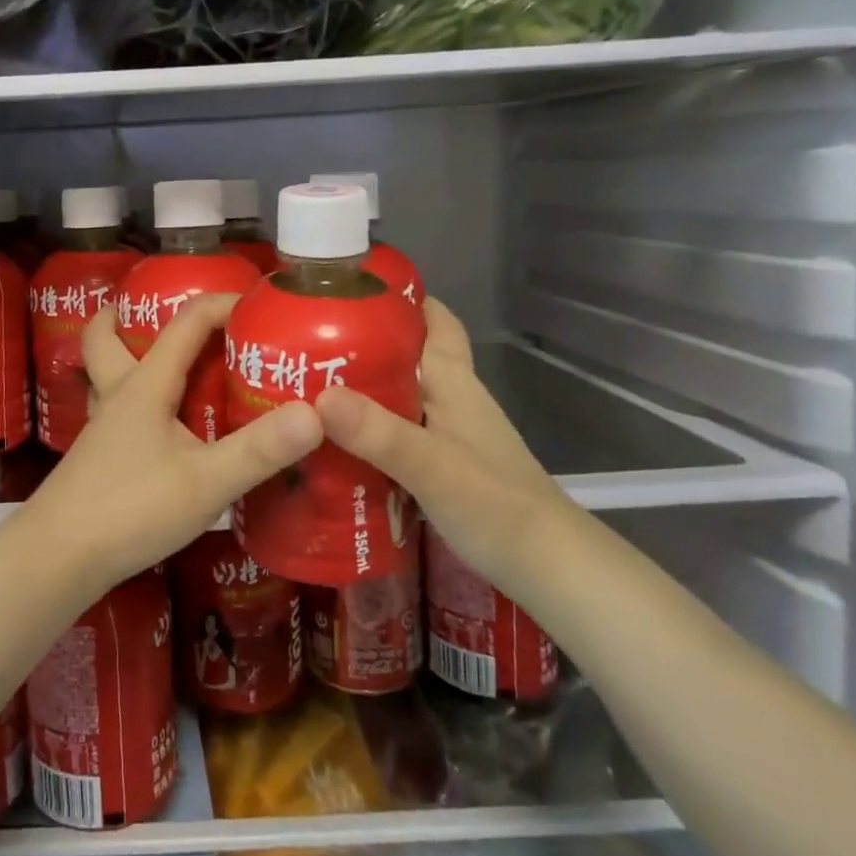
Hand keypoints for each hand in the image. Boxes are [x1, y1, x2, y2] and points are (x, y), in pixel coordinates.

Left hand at [23, 295, 322, 595]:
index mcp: (145, 385)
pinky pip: (117, 409)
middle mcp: (118, 395)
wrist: (57, 558)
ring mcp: (103, 427)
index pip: (186, 323)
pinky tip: (162, 426)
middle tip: (178, 319)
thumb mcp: (206, 482)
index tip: (260, 305)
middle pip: (108, 335)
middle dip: (134, 314)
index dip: (222, 303)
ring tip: (170, 364)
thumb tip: (316, 414)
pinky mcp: (99, 456)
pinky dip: (137, 399)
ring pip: (107, 371)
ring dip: (128, 353)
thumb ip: (259, 449)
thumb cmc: (130, 509)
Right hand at [312, 297, 573, 591]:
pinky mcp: (444, 464)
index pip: (433, 320)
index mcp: (454, 382)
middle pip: (408, 355)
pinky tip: (337, 440)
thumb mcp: (431, 466)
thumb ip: (377, 433)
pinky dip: (369, 426)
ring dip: (363, 385)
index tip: (348, 287)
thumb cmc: (496, 505)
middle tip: (307, 338)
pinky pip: (398, 429)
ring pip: (400, 393)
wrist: (549, 568)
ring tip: (308, 384)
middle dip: (364, 341)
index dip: (399, 297)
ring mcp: (450, 433)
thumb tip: (317, 398)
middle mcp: (452, 398)